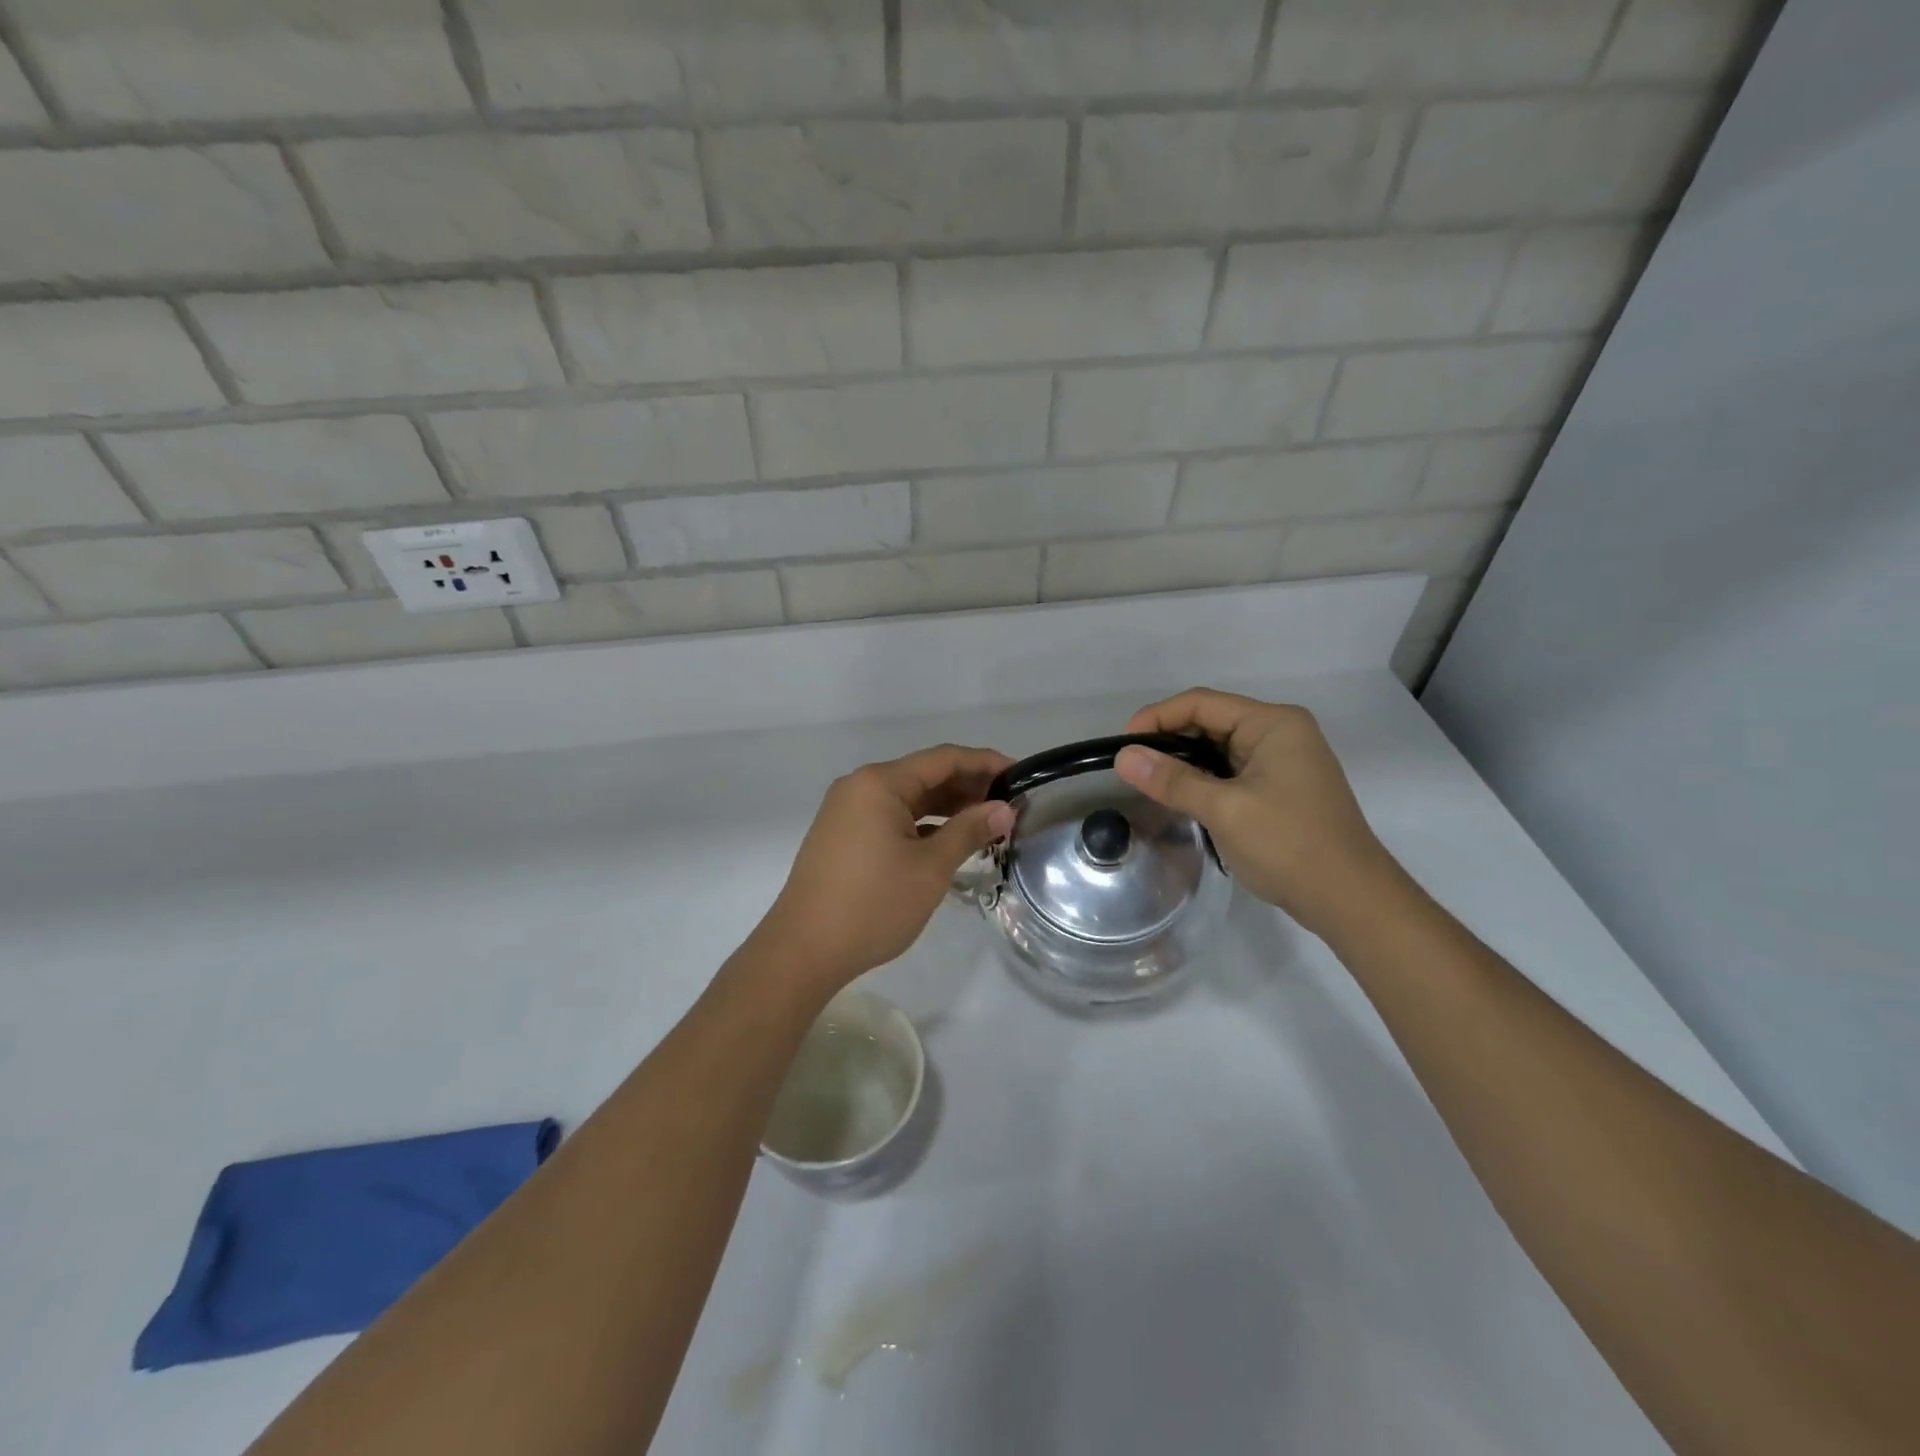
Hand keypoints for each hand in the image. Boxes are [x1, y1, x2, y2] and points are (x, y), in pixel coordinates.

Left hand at [753, 744, 1015, 994]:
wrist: (803, 951)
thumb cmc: (872, 905)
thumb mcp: (930, 868)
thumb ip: (969, 830)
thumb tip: (1004, 809)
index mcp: (880, 783)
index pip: (944, 758)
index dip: (986, 763)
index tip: (1021, 776)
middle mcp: (860, 787)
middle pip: (925, 774)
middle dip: (969, 786)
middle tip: (1009, 804)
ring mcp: (848, 811)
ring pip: (909, 798)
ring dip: (947, 807)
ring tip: (987, 823)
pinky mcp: (843, 836)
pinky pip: (892, 817)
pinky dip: (923, 824)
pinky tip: (949, 840)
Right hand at [1114, 690, 1398, 937]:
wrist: (1350, 900)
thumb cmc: (1289, 845)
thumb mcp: (1224, 810)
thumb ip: (1173, 780)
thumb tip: (1123, 758)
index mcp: (1273, 724)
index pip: (1202, 703)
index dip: (1157, 717)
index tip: (1122, 744)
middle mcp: (1281, 732)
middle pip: (1211, 721)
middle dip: (1169, 740)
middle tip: (1132, 766)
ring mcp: (1284, 761)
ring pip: (1219, 748)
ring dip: (1185, 762)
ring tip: (1150, 782)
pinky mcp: (1282, 787)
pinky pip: (1232, 770)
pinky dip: (1204, 779)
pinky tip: (1183, 796)